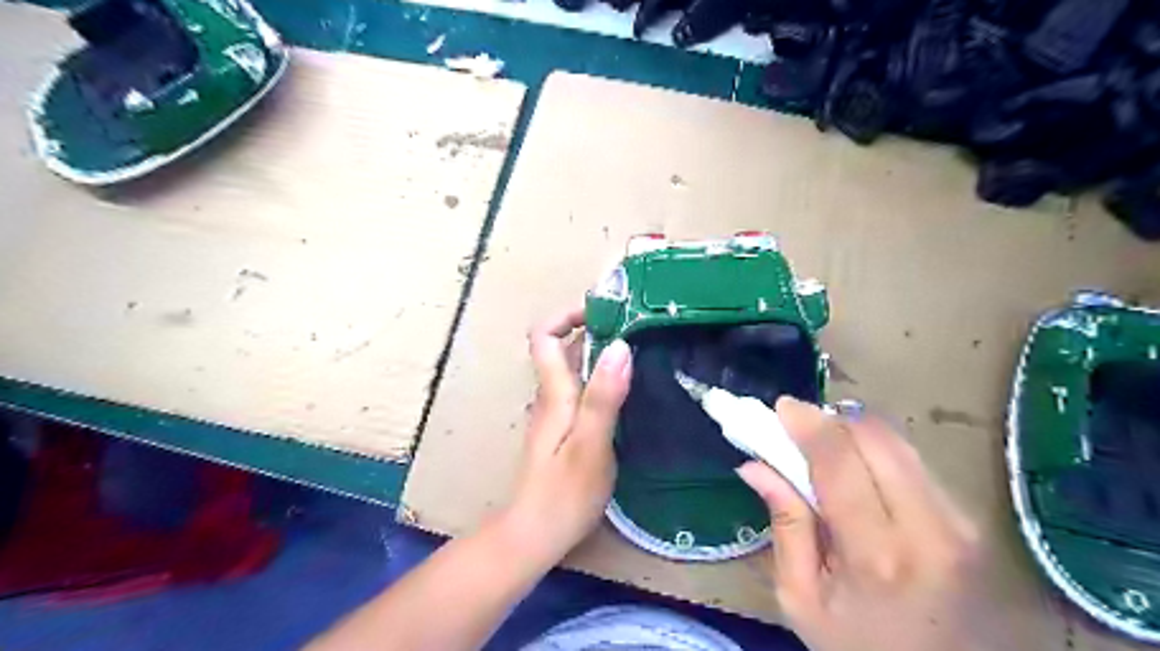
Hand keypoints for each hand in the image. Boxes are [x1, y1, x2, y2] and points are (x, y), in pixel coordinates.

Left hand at [493, 309, 629, 567]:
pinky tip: (629, 391)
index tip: (605, 311)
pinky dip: (602, 379)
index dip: (567, 315)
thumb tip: (619, 346)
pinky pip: (581, 390)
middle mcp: (551, 396)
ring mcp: (556, 414)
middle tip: (637, 327)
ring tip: (641, 351)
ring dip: (601, 353)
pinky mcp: (565, 430)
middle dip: (594, 330)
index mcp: (554, 393)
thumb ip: (604, 396)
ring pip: (574, 369)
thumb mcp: (591, 444)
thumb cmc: (564, 493)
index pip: (543, 335)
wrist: (535, 534)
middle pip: (562, 348)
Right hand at [737, 396, 1012, 649]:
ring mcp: (959, 523)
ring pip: (898, 443)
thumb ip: (784, 526)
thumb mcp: (802, 600)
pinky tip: (858, 473)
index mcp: (876, 555)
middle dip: (830, 420)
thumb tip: (755, 465)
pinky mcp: (971, 521)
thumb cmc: (860, 649)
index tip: (781, 408)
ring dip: (854, 433)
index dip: (807, 424)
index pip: (838, 461)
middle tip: (798, 429)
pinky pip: (914, 463)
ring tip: (824, 449)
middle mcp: (929, 528)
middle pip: (875, 437)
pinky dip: (877, 453)